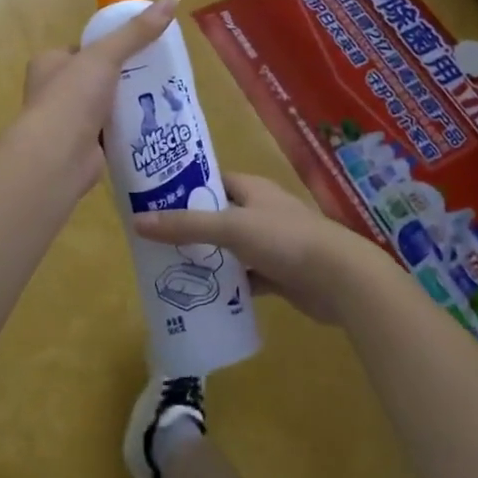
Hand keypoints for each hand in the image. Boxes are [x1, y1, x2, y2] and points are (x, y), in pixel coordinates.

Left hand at [21, 0, 178, 192]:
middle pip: (96, 78)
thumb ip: (137, 31)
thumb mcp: (105, 55)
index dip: (109, 47)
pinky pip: (111, 133)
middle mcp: (53, 91)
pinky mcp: (82, 148)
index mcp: (49, 63)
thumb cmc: (72, 98)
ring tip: (161, 98)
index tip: (139, 48)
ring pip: (105, 106)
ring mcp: (66, 122)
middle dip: (123, 78)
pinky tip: (152, 126)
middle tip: (157, 74)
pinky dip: (128, 130)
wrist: (56, 157)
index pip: (82, 49)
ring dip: (127, 105)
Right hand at [134, 173, 368, 323]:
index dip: (184, 187)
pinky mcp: (279, 274)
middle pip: (218, 215)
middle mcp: (261, 212)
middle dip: (190, 227)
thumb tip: (138, 222)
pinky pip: (245, 277)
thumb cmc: (285, 240)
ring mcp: (271, 244)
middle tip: (153, 241)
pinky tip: (203, 296)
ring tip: (169, 269)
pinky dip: (227, 285)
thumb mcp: (231, 227)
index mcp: (252, 190)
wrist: (339, 279)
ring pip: (230, 248)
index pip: (212, 181)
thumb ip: (187, 225)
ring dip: (207, 258)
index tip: (153, 199)